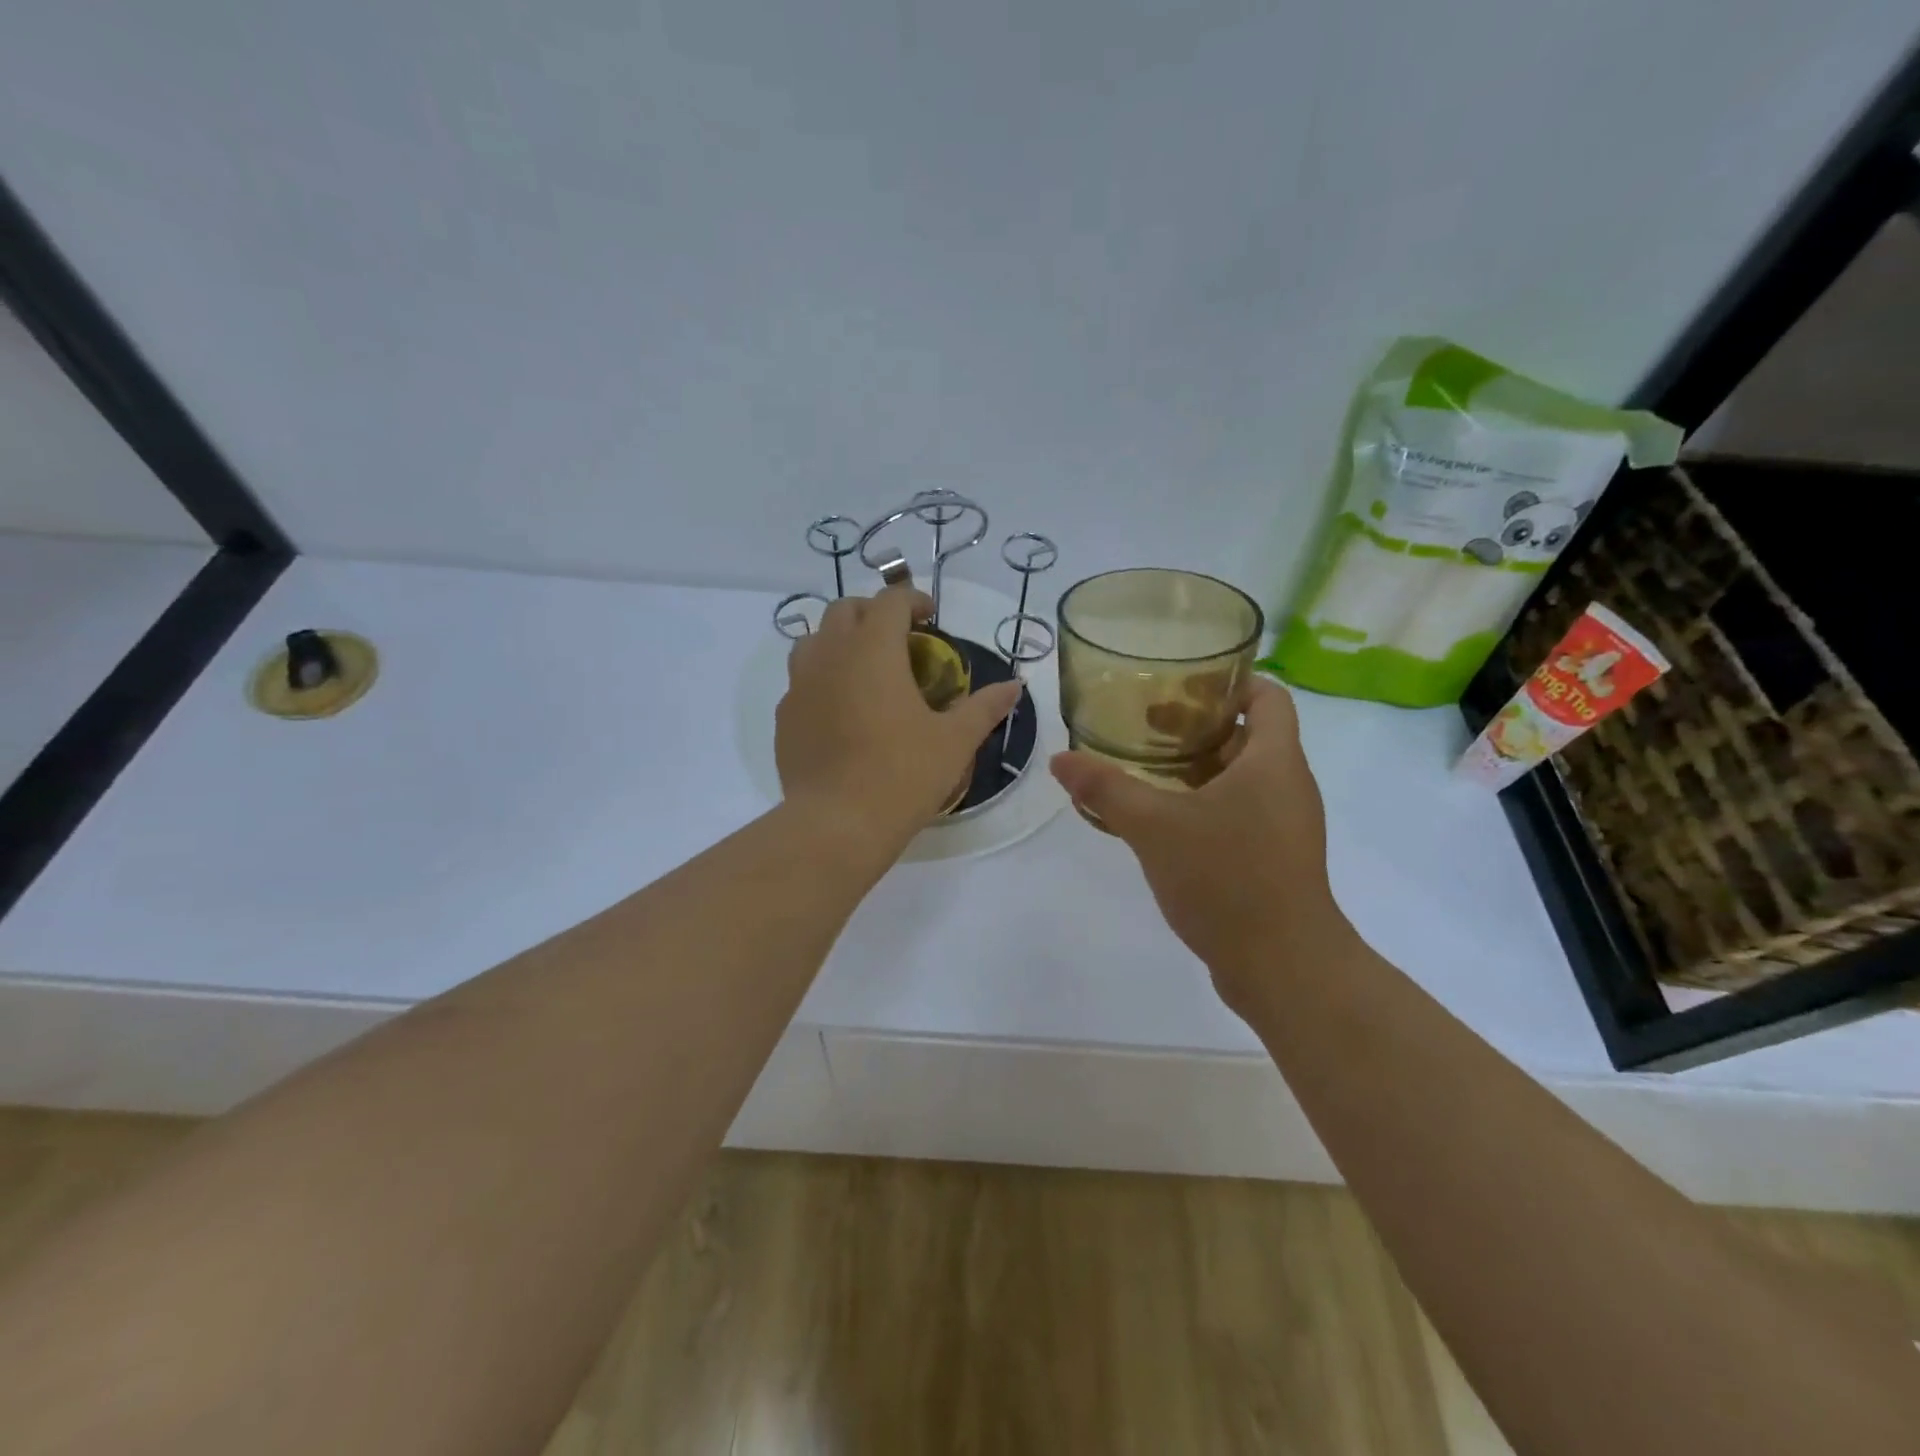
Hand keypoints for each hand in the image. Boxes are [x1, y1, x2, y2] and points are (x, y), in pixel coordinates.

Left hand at [777, 586, 1021, 846]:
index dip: (913, 600)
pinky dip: (822, 680)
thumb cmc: (902, 774)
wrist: (837, 824)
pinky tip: (842, 711)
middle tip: (899, 641)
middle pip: (845, 610)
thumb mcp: (954, 741)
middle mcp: (830, 655)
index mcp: (873, 649)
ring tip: (865, 670)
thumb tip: (1015, 686)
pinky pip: (801, 681)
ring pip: (814, 641)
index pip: (890, 601)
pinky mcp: (785, 717)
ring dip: (840, 642)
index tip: (930, 618)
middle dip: (873, 614)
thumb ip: (984, 707)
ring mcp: (799, 685)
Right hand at [1048, 677, 1349, 1013]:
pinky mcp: (1274, 859)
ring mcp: (1285, 825)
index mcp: (1274, 761)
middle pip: (1248, 736)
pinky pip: (1240, 813)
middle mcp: (1287, 785)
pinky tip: (1162, 821)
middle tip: (1146, 725)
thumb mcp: (1155, 826)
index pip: (1267, 696)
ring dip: (1198, 768)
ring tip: (1145, 769)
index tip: (1182, 682)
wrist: (1284, 967)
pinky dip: (1204, 804)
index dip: (1231, 681)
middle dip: (1198, 726)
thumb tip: (1060, 760)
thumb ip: (1106, 789)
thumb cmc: (1227, 878)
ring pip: (1242, 778)